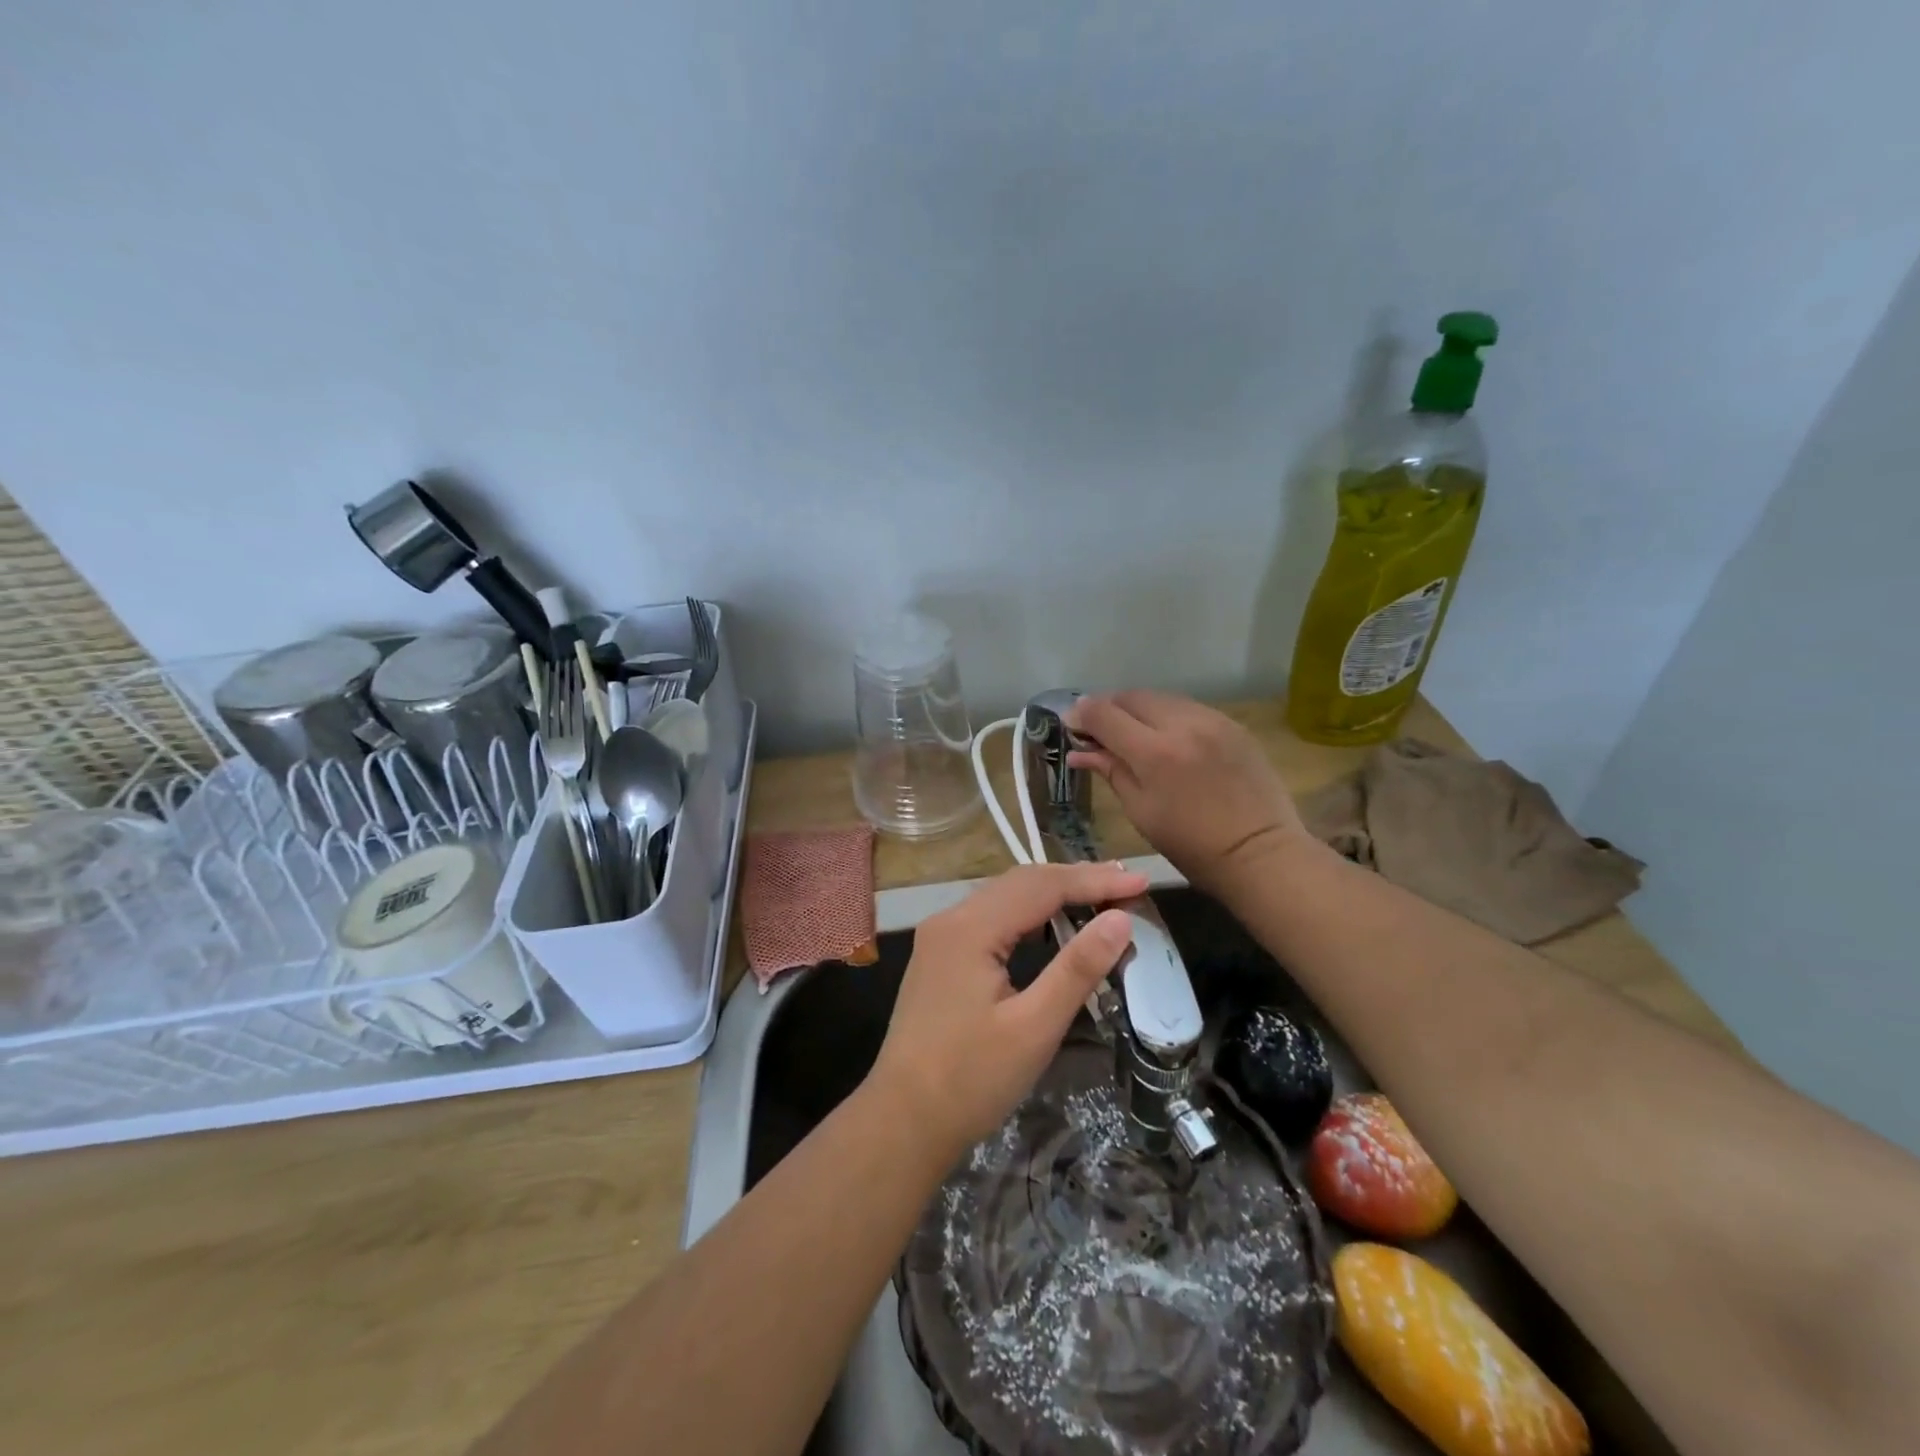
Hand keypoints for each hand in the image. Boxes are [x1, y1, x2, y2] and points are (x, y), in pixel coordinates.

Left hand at [867, 861, 1146, 1158]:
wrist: (903, 1121)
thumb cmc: (971, 1079)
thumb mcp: (1034, 1027)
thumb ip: (1077, 968)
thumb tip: (1120, 919)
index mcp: (970, 928)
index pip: (1042, 886)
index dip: (1094, 881)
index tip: (1141, 882)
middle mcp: (951, 919)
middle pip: (1021, 882)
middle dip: (1075, 879)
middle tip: (1127, 884)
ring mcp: (940, 936)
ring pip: (1004, 896)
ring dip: (1052, 893)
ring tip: (1099, 895)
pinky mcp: (939, 956)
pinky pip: (991, 917)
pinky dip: (1028, 913)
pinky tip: (1051, 925)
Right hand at [1066, 690, 1308, 895]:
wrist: (1261, 853)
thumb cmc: (1192, 846)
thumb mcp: (1141, 812)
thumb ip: (1110, 771)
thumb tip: (1079, 751)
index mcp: (1154, 753)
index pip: (1104, 714)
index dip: (1082, 715)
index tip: (1073, 727)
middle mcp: (1182, 724)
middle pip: (1131, 697)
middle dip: (1109, 709)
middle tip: (1099, 731)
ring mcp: (1212, 720)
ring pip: (1160, 698)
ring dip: (1138, 710)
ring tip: (1132, 734)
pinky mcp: (1232, 724)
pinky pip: (1188, 708)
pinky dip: (1168, 716)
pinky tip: (1166, 739)